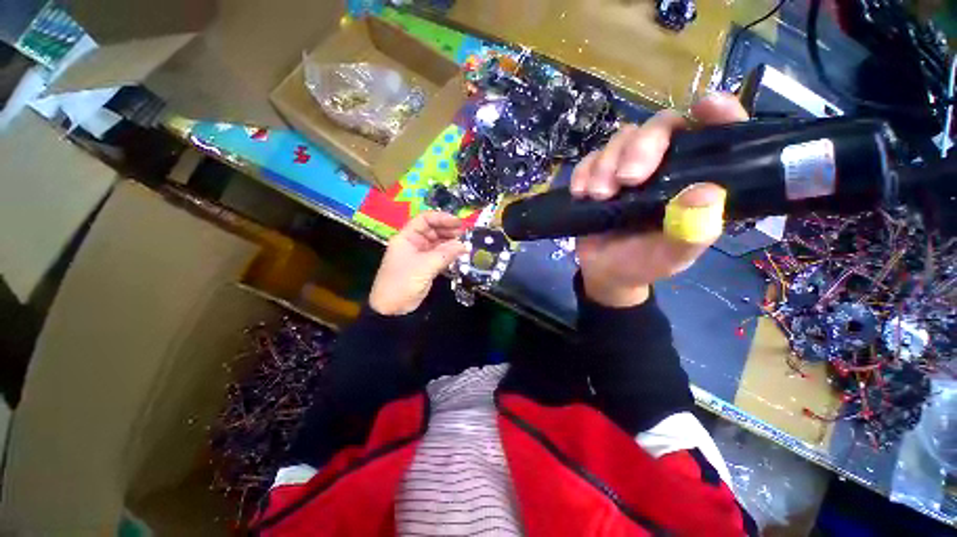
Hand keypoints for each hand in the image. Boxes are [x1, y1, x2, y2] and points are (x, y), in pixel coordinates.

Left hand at [369, 211, 467, 314]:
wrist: (392, 308)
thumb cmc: (403, 282)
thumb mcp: (424, 266)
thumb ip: (445, 254)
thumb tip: (464, 245)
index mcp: (407, 237)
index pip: (425, 220)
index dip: (442, 218)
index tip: (458, 222)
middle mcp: (414, 243)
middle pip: (433, 230)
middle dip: (449, 230)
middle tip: (465, 234)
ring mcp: (421, 255)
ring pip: (438, 243)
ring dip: (451, 243)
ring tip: (465, 244)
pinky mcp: (427, 266)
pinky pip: (440, 255)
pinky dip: (450, 254)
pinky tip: (460, 254)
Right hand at [572, 93, 748, 307]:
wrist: (603, 271)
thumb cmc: (643, 264)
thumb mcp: (672, 256)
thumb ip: (692, 231)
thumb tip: (707, 192)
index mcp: (695, 181)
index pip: (717, 135)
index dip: (719, 114)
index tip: (706, 107)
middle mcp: (666, 166)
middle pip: (661, 127)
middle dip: (641, 147)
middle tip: (626, 179)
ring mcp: (629, 168)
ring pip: (622, 138)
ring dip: (606, 163)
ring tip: (598, 195)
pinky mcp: (600, 176)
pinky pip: (590, 158)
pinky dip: (584, 171)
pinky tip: (580, 193)